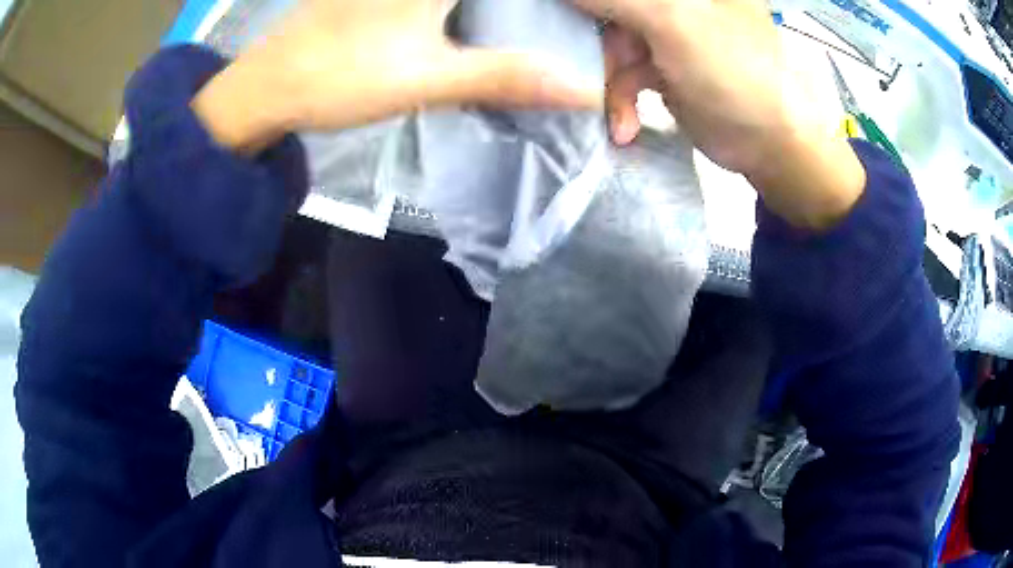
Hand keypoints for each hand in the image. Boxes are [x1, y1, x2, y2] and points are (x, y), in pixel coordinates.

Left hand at [193, 0, 602, 154]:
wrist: (263, 89)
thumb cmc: (340, 77)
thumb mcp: (429, 77)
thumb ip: (509, 78)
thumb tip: (583, 92)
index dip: (546, 7)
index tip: (572, 14)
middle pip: (488, 0)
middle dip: (519, 11)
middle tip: (562, 18)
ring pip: (463, 0)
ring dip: (491, 12)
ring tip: (526, 20)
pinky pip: (435, 2)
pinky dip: (461, 9)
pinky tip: (474, 17)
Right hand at [575, 0, 866, 228]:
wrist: (769, 145)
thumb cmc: (732, 73)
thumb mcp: (671, 21)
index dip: (593, 4)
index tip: (567, 19)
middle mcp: (678, 1)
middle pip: (612, 7)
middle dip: (596, 40)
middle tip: (587, 69)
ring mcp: (669, 30)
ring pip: (612, 40)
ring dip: (606, 79)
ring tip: (612, 113)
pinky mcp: (664, 64)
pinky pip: (625, 70)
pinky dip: (620, 98)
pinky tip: (625, 125)